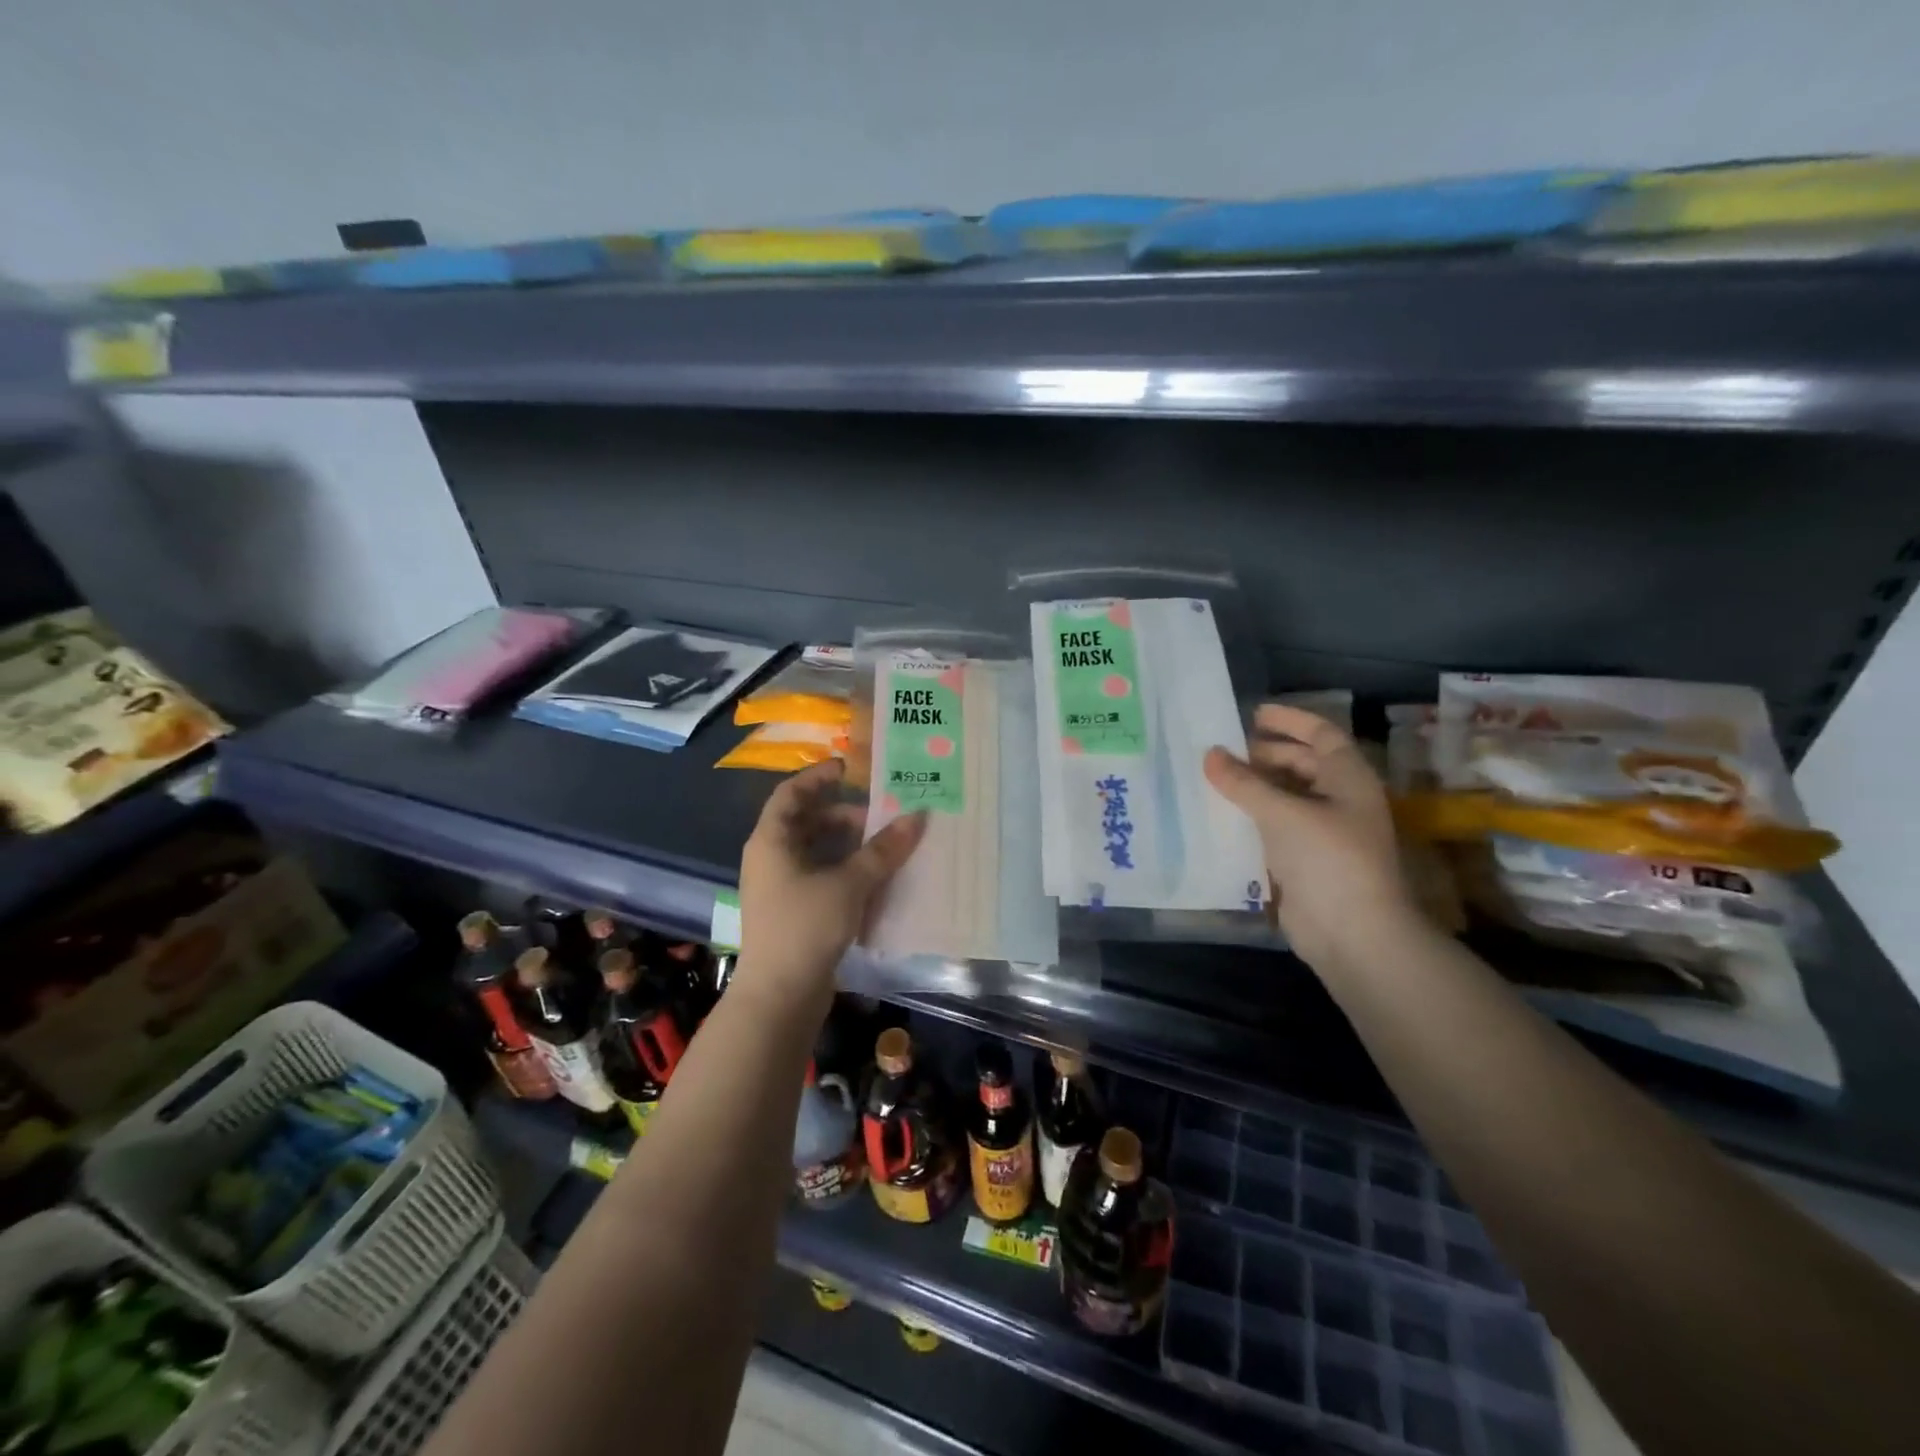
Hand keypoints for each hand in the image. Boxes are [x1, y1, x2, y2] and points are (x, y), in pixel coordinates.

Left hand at [738, 760, 926, 999]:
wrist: (780, 996)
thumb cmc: (806, 926)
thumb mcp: (849, 883)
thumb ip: (883, 849)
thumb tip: (918, 816)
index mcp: (771, 840)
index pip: (791, 793)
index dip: (819, 776)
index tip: (851, 767)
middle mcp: (770, 858)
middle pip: (806, 821)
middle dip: (844, 814)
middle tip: (880, 814)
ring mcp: (779, 886)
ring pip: (815, 851)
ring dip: (847, 844)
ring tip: (884, 845)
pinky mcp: (792, 911)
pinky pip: (819, 876)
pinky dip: (844, 869)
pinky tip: (873, 877)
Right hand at [1204, 704, 1419, 971]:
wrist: (1352, 933)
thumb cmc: (1327, 859)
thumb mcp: (1282, 813)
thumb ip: (1243, 782)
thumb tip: (1210, 753)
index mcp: (1348, 779)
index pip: (1320, 734)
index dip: (1289, 720)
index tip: (1252, 713)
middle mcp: (1339, 800)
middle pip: (1302, 764)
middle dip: (1264, 753)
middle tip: (1221, 750)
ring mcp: (1323, 832)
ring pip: (1285, 796)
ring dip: (1253, 786)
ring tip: (1213, 778)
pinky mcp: (1305, 861)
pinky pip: (1275, 826)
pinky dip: (1251, 816)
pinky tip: (1220, 815)